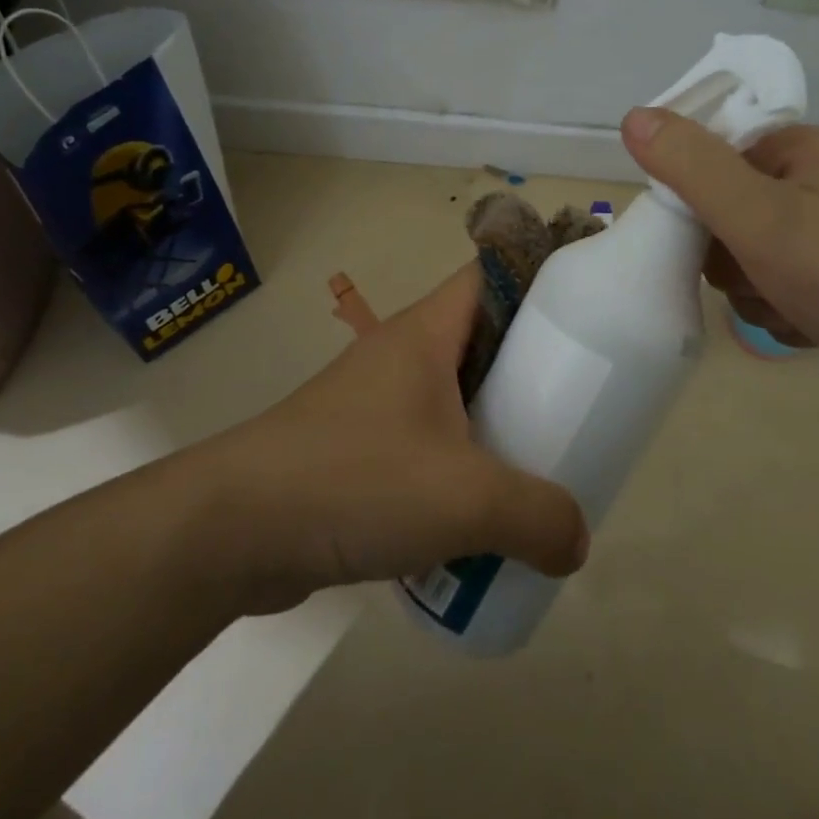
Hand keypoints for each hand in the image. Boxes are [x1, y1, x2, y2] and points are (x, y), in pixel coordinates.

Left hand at [198, 265, 588, 613]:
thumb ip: (537, 517)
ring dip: (495, 427)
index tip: (588, 317)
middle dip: (532, 369)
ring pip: (455, 399)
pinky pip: (427, 446)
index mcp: (425, 333)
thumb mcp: (464, 498)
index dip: (541, 282)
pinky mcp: (357, 452)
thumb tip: (577, 542)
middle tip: (579, 406)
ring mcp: (375, 404)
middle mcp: (401, 357)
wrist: (229, 532)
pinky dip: (459, 469)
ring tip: (541, 465)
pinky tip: (480, 516)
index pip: (492, 275)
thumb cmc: (354, 480)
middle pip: (483, 341)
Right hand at [620, 108, 818, 411]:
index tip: (703, 236)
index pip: (707, 156)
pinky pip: (773, 287)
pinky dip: (778, 310)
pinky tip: (804, 325)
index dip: (692, 199)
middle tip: (754, 275)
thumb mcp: (758, 218)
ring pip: (743, 259)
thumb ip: (693, 168)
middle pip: (720, 214)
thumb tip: (633, 116)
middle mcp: (809, 182)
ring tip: (787, 306)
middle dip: (727, 258)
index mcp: (793, 149)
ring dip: (752, 291)